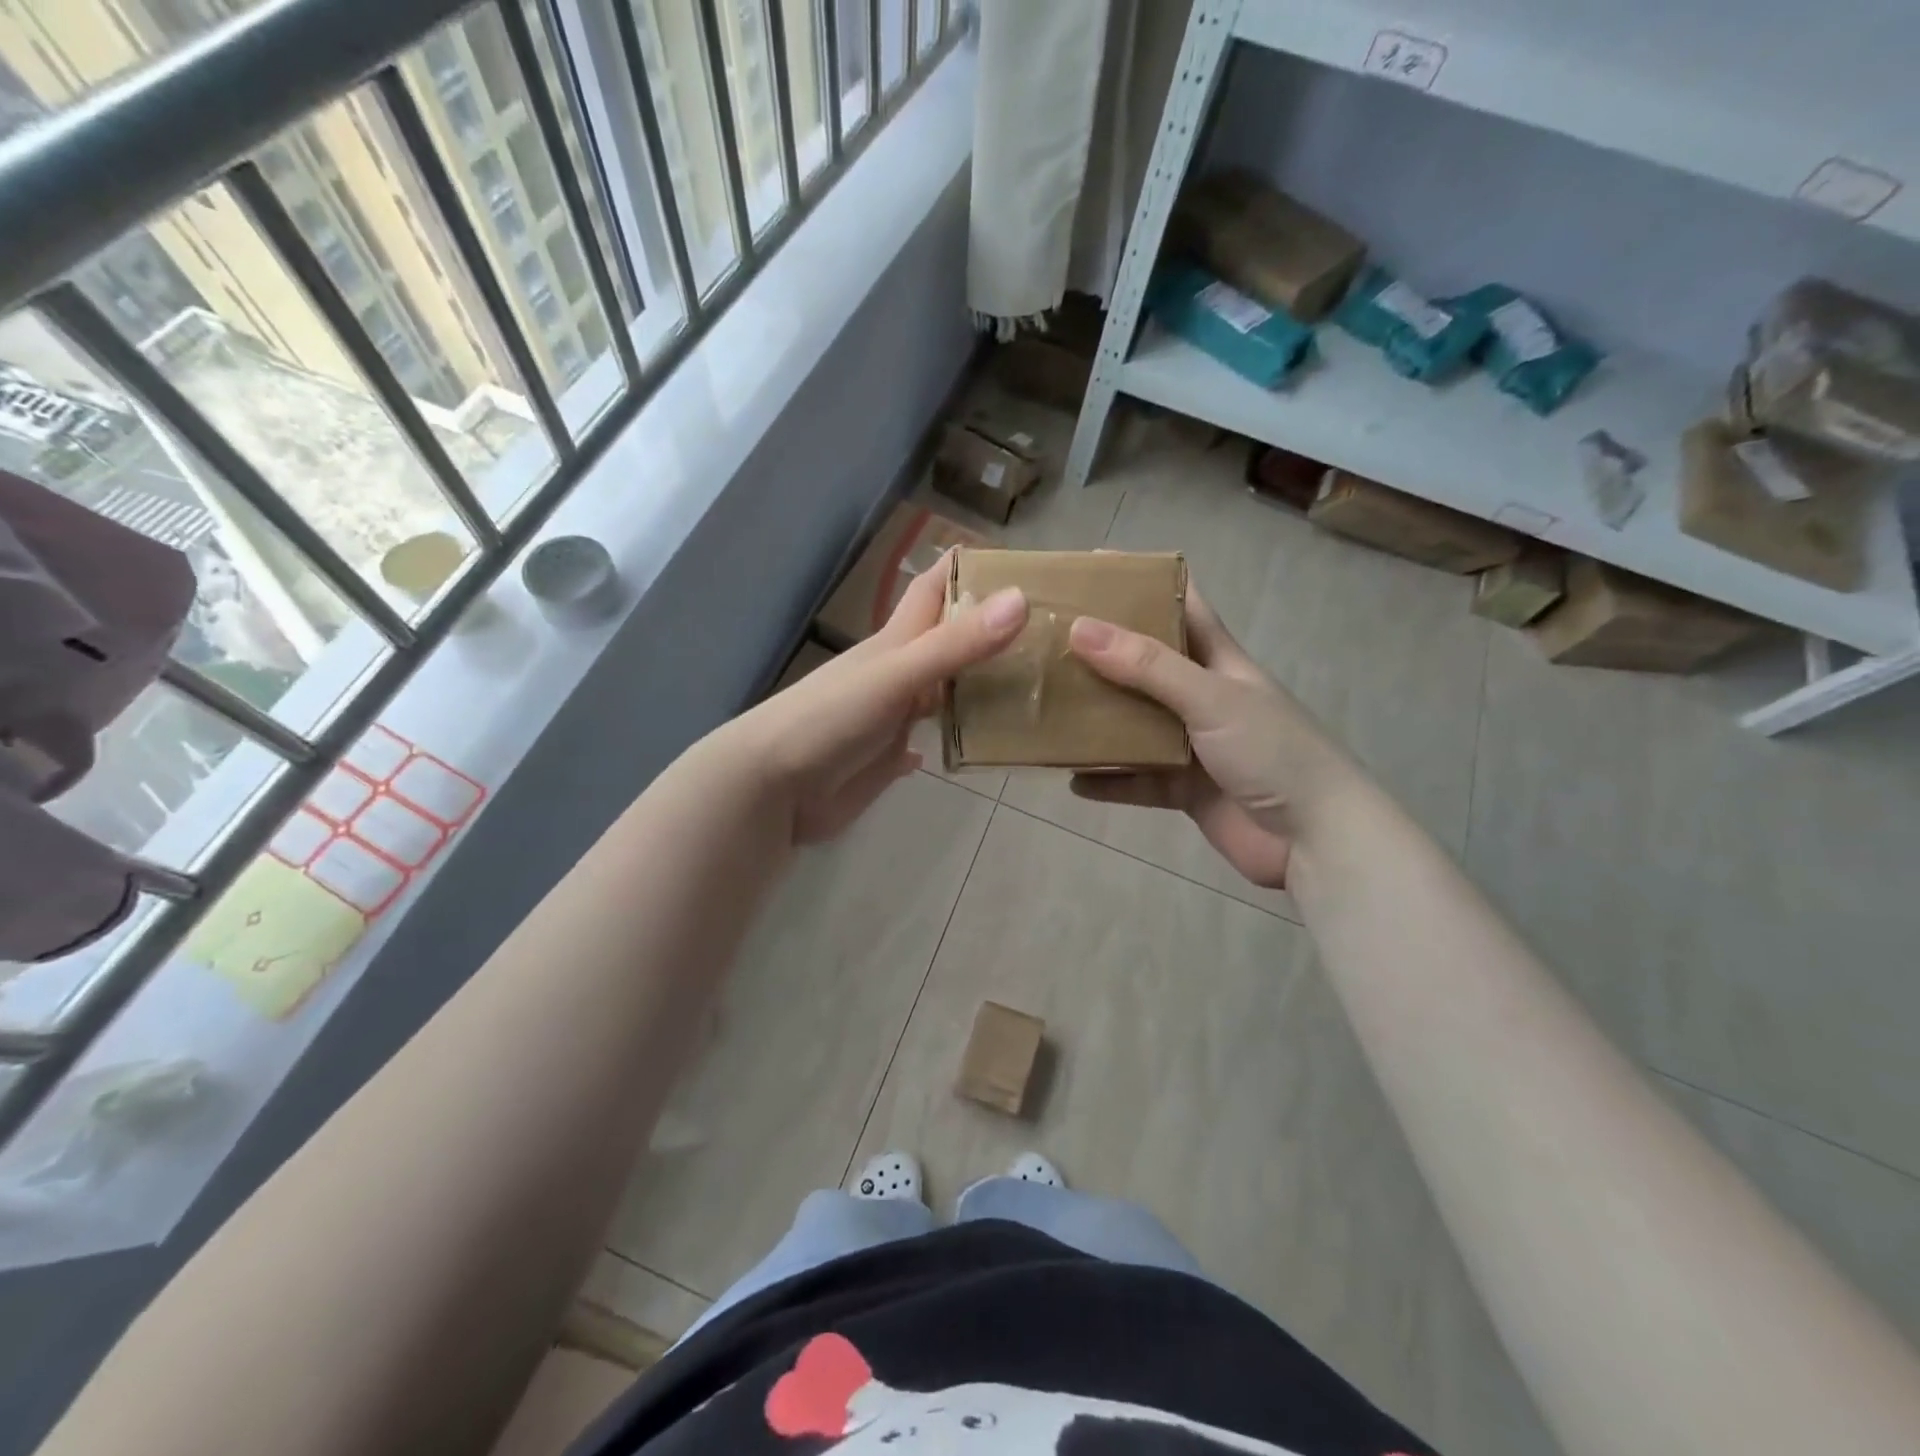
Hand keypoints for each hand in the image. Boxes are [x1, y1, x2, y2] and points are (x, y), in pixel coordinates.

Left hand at [732, 551, 1027, 843]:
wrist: (772, 785)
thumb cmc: (831, 719)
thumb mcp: (896, 675)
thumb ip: (955, 644)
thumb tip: (1021, 598)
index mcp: (896, 643)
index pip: (933, 590)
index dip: (966, 570)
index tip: (1016, 561)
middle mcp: (897, 675)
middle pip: (945, 643)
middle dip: (986, 633)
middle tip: (1045, 634)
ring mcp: (890, 718)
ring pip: (940, 694)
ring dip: (973, 690)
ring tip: (1029, 689)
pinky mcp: (884, 759)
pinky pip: (921, 744)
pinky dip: (945, 742)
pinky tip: (968, 748)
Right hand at [1065, 586, 1354, 889]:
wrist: (1317, 840)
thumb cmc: (1273, 752)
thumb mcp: (1211, 698)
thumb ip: (1147, 666)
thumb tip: (1079, 627)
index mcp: (1218, 660)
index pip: (1180, 603)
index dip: (1141, 582)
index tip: (1090, 567)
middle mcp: (1201, 696)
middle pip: (1144, 664)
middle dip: (1101, 653)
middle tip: (1047, 641)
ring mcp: (1192, 744)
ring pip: (1133, 723)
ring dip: (1097, 719)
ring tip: (1048, 709)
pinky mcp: (1184, 788)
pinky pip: (1136, 779)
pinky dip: (1108, 781)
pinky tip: (1072, 779)